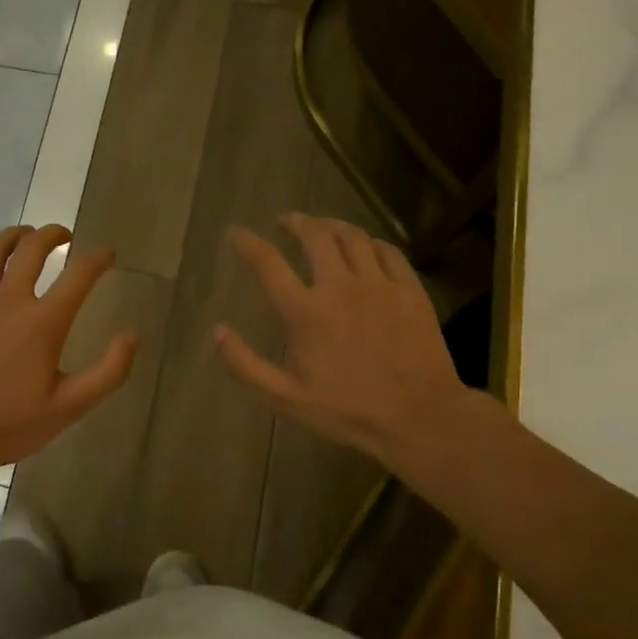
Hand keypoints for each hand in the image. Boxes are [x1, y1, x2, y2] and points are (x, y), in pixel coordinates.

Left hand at [0, 225, 136, 484]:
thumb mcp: (69, 408)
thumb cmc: (8, 425)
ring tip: (24, 233)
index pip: (79, 275)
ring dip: (12, 235)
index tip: (106, 254)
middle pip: (32, 249)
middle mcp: (8, 300)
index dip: (97, 258)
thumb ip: (108, 372)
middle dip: (52, 234)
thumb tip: (132, 336)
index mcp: (43, 322)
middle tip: (63, 235)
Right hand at [216, 214, 486, 471]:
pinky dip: (371, 243)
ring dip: (332, 225)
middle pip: (315, 235)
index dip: (247, 242)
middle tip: (286, 222)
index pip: (268, 262)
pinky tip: (366, 247)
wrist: (419, 416)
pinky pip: (389, 252)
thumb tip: (218, 331)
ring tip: (322, 227)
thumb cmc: (347, 410)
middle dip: (296, 222)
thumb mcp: (286, 398)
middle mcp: (340, 286)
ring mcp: (379, 284)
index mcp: (305, 311)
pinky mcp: (410, 290)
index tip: (235, 233)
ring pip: (353, 236)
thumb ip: (246, 365)